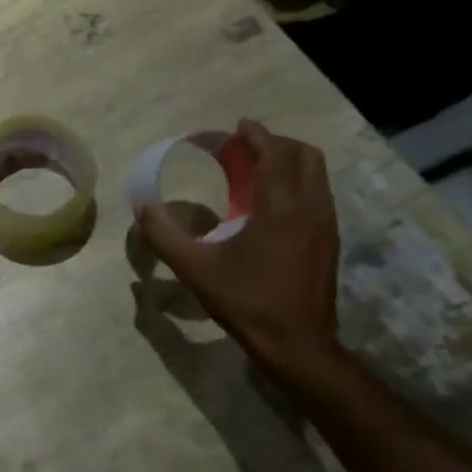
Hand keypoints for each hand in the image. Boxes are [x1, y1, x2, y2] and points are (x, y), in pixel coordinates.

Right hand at [135, 119, 344, 379]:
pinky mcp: (329, 242)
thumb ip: (165, 236)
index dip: (258, 135)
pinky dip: (296, 183)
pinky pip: (317, 194)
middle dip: (276, 144)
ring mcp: (326, 225)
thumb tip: (143, 209)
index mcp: (282, 208)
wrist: (297, 345)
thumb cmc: (247, 302)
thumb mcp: (196, 270)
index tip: (238, 126)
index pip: (276, 154)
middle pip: (304, 156)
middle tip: (245, 148)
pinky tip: (270, 204)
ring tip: (256, 170)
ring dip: (288, 162)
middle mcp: (311, 208)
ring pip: (316, 175)